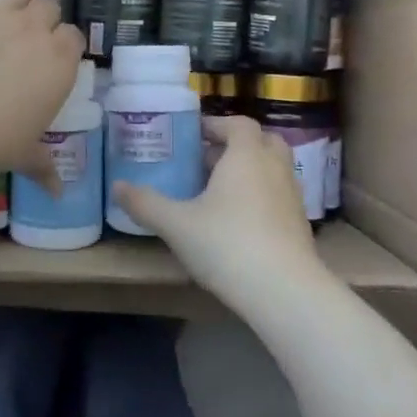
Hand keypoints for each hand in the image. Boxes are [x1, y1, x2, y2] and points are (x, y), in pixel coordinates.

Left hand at [0, 0, 84, 195]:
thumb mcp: (22, 156)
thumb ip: (43, 166)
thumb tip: (58, 193)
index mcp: (59, 61)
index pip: (74, 37)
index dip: (65, 45)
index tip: (54, 59)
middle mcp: (34, 30)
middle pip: (48, 7)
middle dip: (42, 19)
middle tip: (27, 40)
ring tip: (9, 4)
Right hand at [113, 116, 332, 312]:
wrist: (284, 292)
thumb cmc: (227, 244)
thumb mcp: (176, 224)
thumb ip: (145, 203)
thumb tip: (116, 186)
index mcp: (246, 156)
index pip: (238, 124)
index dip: (216, 124)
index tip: (193, 135)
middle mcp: (274, 168)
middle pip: (262, 141)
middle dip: (236, 146)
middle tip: (207, 160)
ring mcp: (292, 197)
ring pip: (273, 170)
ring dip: (250, 171)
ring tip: (219, 191)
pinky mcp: (300, 225)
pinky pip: (279, 196)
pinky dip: (261, 197)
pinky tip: (239, 222)